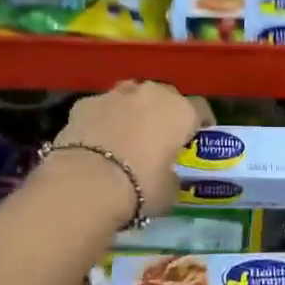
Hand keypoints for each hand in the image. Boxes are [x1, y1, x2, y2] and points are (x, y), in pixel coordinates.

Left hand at [43, 81, 213, 224]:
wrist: (87, 183)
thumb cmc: (141, 186)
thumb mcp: (169, 190)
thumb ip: (172, 176)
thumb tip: (166, 174)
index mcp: (180, 112)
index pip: (200, 109)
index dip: (201, 121)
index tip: (199, 135)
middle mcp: (151, 94)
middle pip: (164, 96)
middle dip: (164, 112)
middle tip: (160, 135)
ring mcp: (115, 94)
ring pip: (131, 96)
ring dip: (133, 110)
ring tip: (127, 133)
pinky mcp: (84, 103)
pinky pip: (101, 108)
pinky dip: (102, 119)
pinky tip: (97, 139)